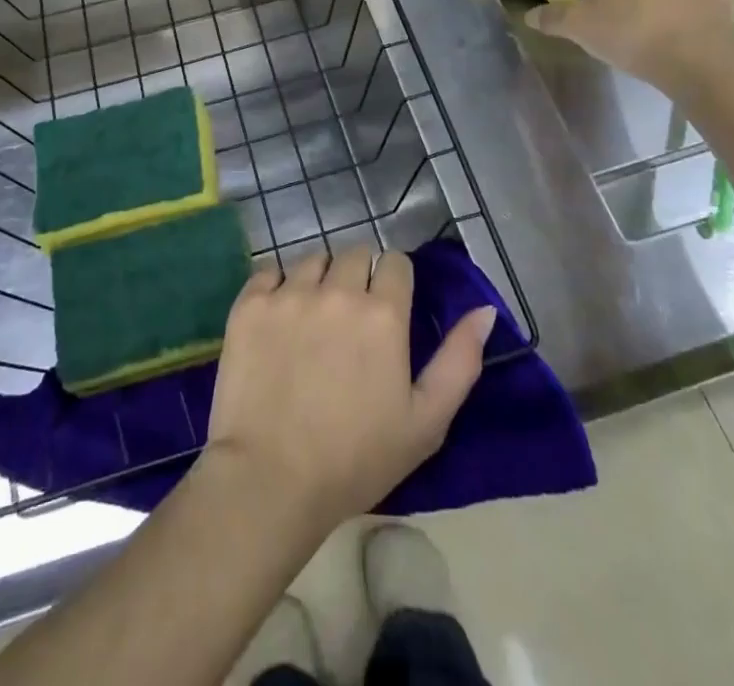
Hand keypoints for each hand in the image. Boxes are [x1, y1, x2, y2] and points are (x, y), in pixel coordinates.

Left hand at [199, 246, 495, 533]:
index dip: (394, 282)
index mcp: (383, 313)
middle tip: (350, 318)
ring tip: (313, 318)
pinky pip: (269, 272)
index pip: (395, 262)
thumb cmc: (356, 459)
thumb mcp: (426, 421)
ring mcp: (289, 293)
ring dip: (319, 279)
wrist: (270, 479)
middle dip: (358, 276)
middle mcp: (337, 290)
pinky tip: (278, 319)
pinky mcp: (250, 303)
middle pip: (353, 254)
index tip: (388, 309)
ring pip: (312, 259)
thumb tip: (483, 311)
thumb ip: (460, 360)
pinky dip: (277, 287)